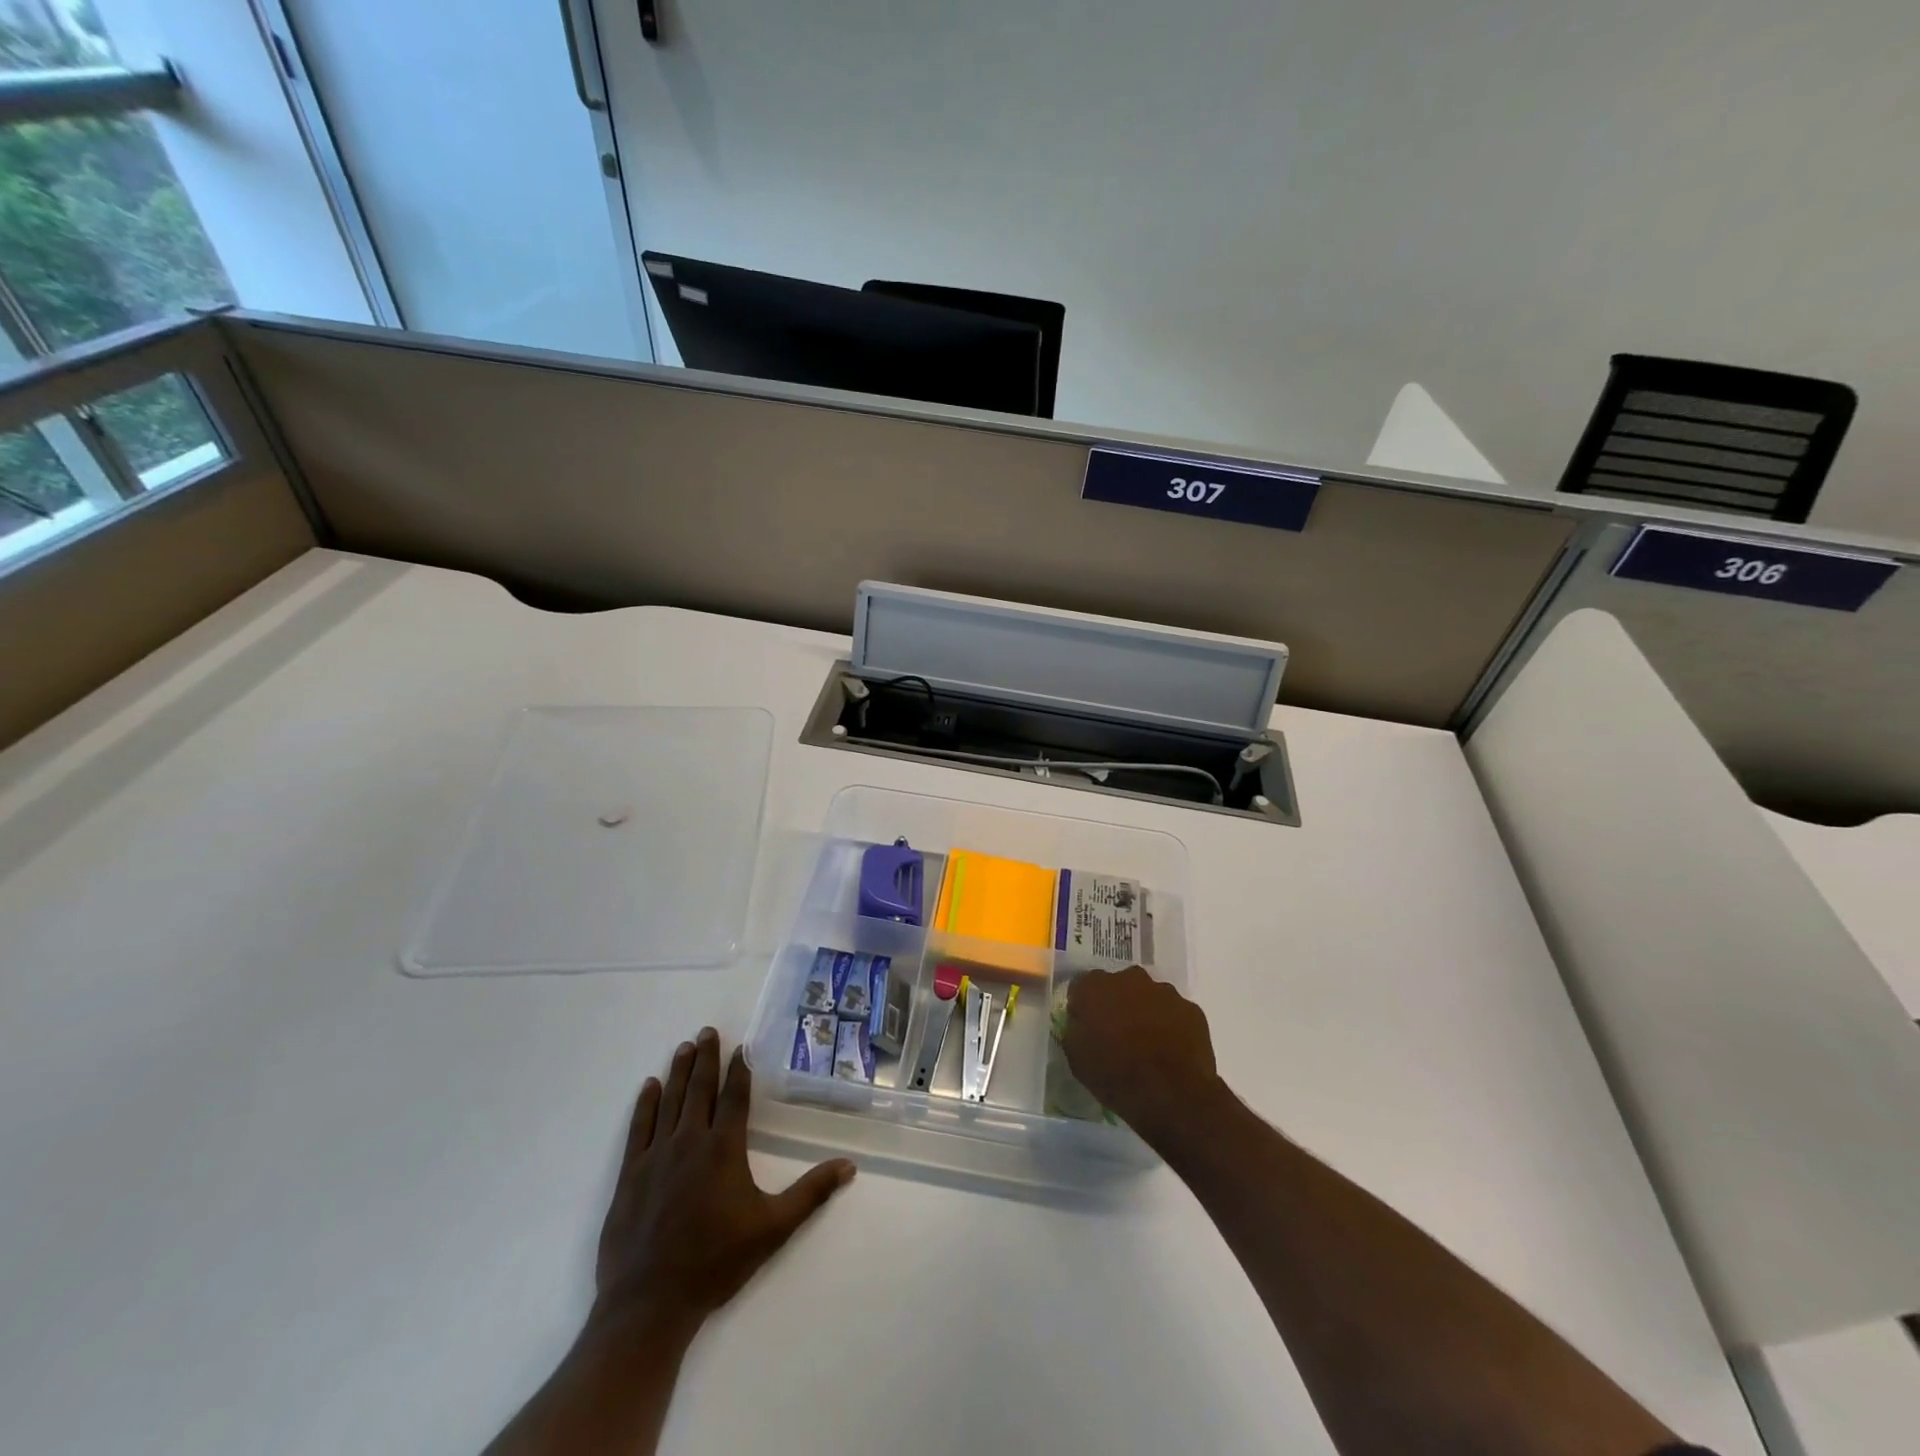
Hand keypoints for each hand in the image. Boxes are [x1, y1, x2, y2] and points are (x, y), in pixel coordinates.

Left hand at [592, 1027, 854, 1333]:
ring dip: (679, 1071)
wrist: (649, 1303)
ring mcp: (655, 1156)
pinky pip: (639, 1128)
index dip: (739, 1069)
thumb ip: (810, 1193)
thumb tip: (849, 1166)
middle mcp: (689, 1141)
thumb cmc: (715, 1262)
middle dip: (706, 1057)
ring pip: (670, 1101)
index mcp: (723, 1148)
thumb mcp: (773, 1229)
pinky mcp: (629, 1175)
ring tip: (685, 1047)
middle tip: (707, 1031)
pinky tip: (649, 1087)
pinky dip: (645, 1104)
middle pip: (700, 1089)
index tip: (742, 1046)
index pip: (734, 1096)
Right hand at [1062, 966, 1220, 1145]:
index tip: (1087, 1027)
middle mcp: (1129, 978)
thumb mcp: (1077, 1058)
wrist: (1172, 1095)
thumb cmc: (1116, 1076)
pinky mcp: (1191, 1009)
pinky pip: (1174, 1013)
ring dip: (1145, 1013)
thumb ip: (1075, 1030)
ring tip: (1147, 1046)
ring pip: (1148, 997)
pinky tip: (1170, 1051)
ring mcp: (1164, 991)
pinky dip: (1170, 1025)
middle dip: (1117, 1004)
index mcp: (1095, 987)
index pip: (1082, 987)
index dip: (1084, 1007)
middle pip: (1118, 986)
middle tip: (1117, 1035)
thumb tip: (1080, 1022)